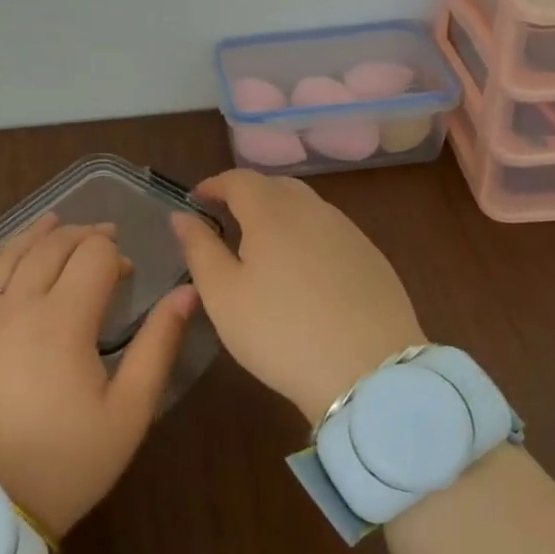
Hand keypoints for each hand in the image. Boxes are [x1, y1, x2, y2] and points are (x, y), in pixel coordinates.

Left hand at [0, 213, 197, 537]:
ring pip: (4, 257)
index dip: (114, 254)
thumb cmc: (67, 461)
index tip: (126, 272)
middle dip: (80, 235)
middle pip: (50, 247)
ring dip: (31, 235)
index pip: (93, 256)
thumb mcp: (129, 411)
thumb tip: (186, 293)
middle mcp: (17, 305)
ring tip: (50, 222)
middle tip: (99, 238)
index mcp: (63, 318)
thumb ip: (158, 346)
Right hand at [170, 170, 425, 424]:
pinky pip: (331, 231)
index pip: (238, 179)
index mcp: (272, 212)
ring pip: (307, 207)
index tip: (196, 199)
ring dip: (280, 213)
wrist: (371, 374)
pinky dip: (308, 235)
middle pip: (275, 186)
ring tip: (264, 245)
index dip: (214, 185)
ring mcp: (348, 232)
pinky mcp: (372, 258)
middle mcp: (312, 210)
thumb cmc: (281, 333)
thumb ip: (200, 248)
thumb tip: (182, 216)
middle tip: (228, 219)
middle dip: (247, 194)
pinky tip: (305, 270)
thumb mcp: (223, 296)